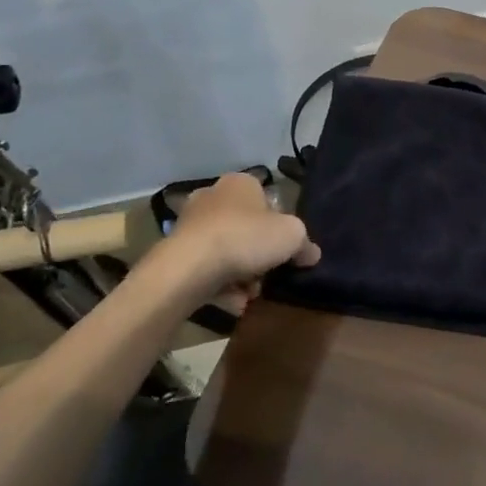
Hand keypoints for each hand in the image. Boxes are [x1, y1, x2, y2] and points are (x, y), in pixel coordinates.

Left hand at [137, 173, 319, 313]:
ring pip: (226, 250)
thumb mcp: (292, 236)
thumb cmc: (246, 237)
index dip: (280, 224)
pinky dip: (220, 285)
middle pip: (246, 227)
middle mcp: (212, 196)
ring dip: (241, 273)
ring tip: (250, 293)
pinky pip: (206, 269)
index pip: (267, 199)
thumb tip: (311, 254)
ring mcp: (189, 225)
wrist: (189, 268)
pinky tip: (233, 302)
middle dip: (258, 253)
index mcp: (240, 183)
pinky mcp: (174, 253)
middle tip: (269, 273)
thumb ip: (305, 244)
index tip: (286, 248)